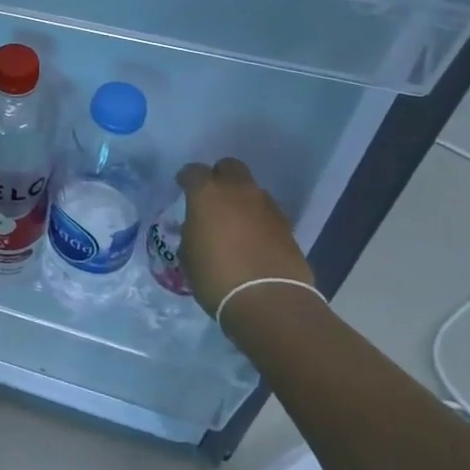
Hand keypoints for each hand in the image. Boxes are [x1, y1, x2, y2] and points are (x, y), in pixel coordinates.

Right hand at [176, 158, 312, 320]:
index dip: (186, 179)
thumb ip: (192, 231)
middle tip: (213, 198)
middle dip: (220, 177)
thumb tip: (198, 227)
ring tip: (235, 222)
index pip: (193, 171)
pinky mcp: (287, 226)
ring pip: (252, 189)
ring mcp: (266, 206)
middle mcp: (238, 191)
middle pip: (230, 167)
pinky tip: (253, 239)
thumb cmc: (216, 277)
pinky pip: (267, 212)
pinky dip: (258, 219)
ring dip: (242, 199)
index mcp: (207, 193)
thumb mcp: (189, 254)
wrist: (269, 302)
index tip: (182, 189)